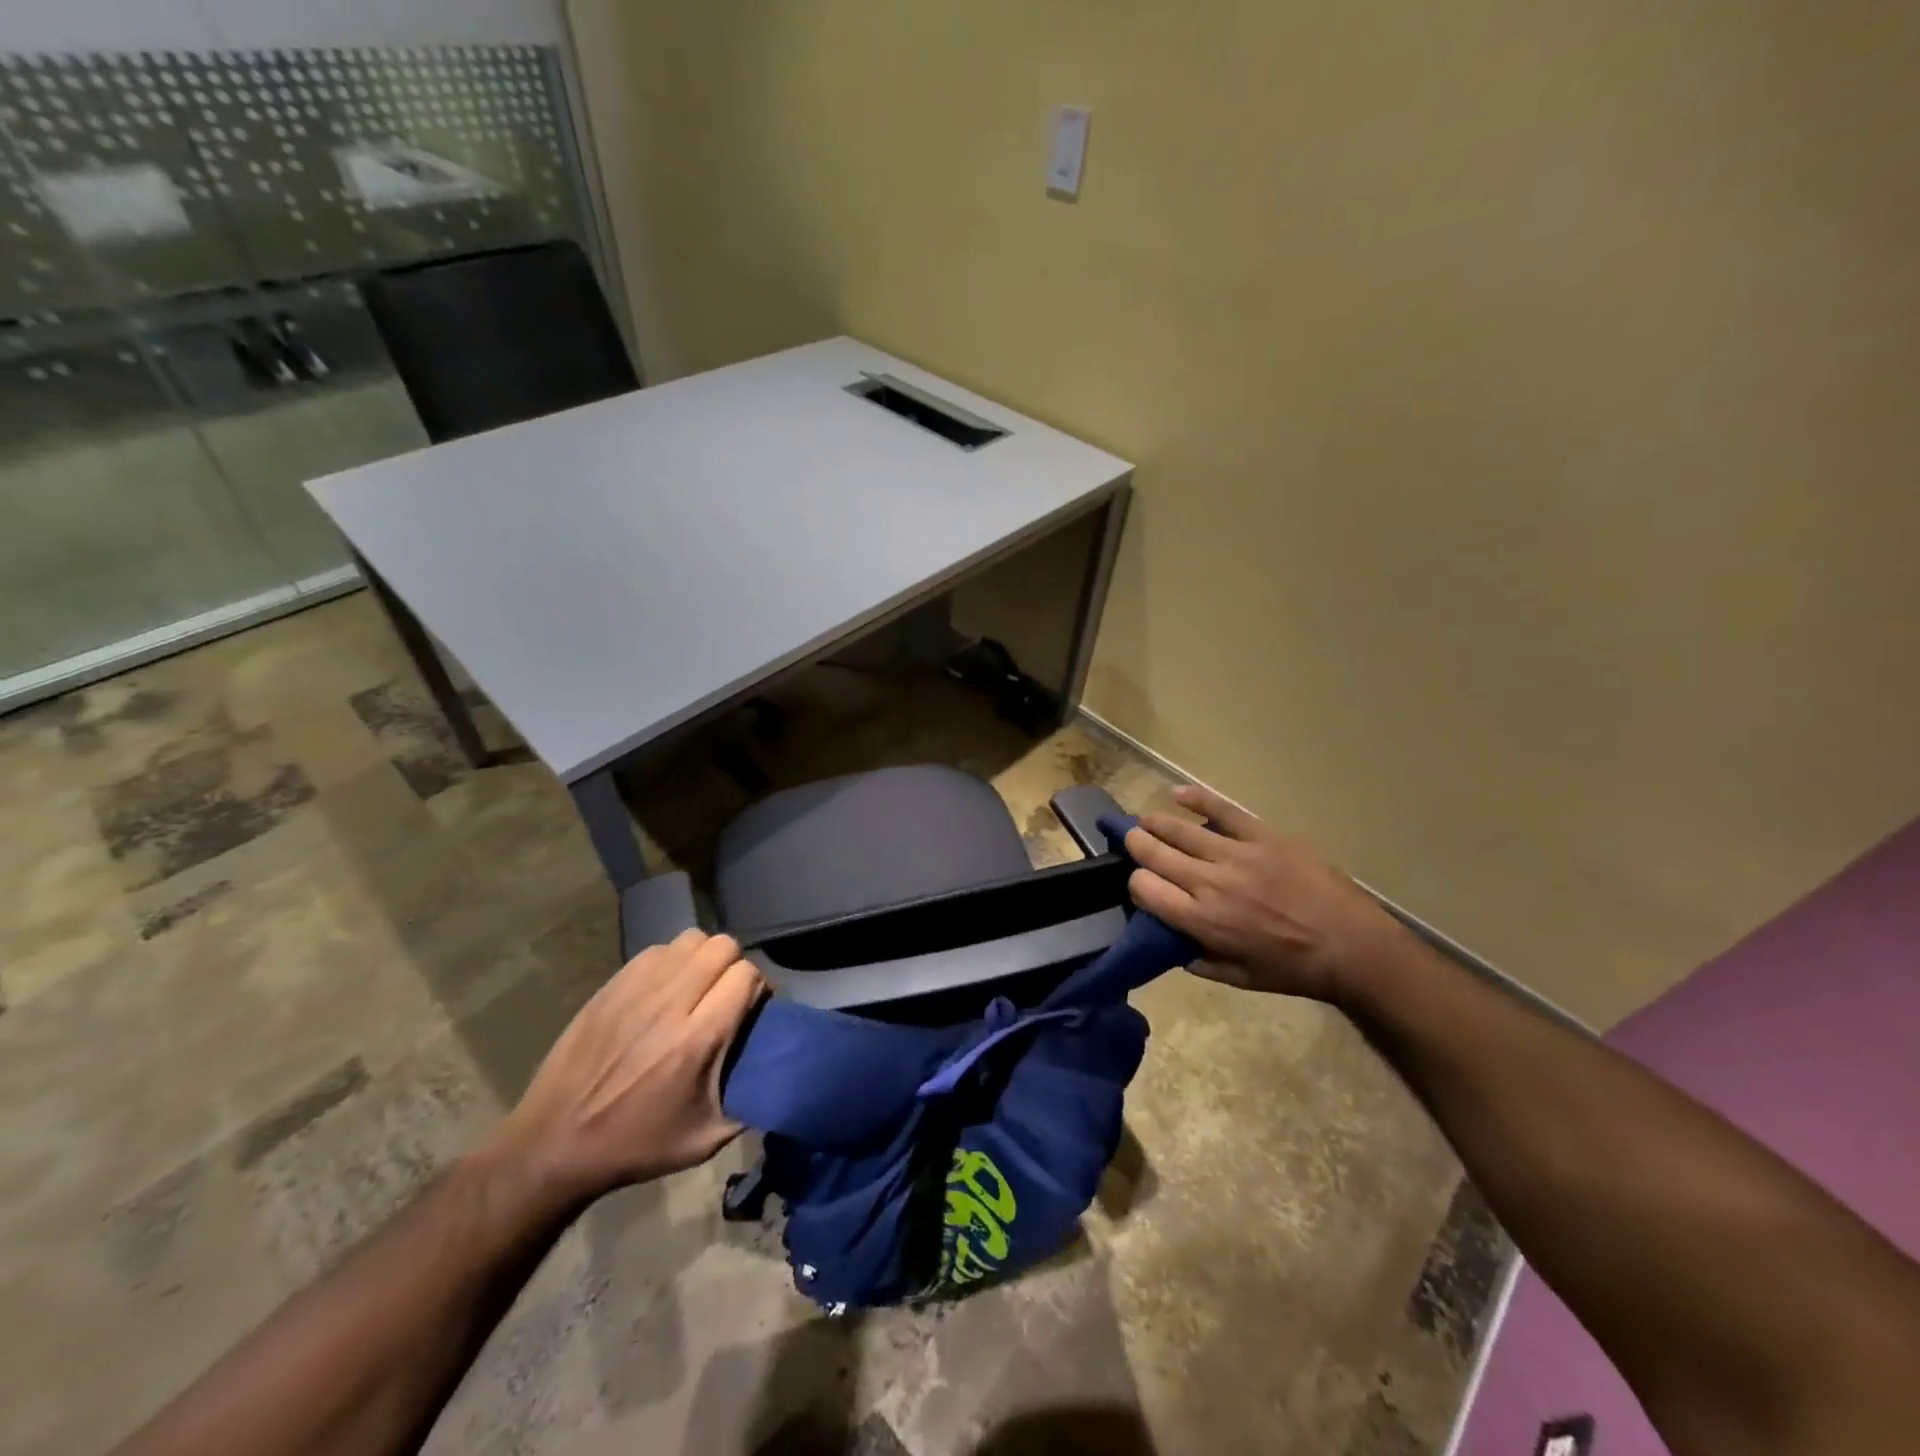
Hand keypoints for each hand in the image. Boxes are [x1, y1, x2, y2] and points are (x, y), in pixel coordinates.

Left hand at [487, 930, 762, 1206]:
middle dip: (735, 966)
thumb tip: (778, 1073)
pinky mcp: (610, 986)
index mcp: (698, 1039)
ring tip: (697, 987)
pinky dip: (671, 961)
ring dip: (703, 958)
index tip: (754, 1008)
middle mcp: (670, 1003)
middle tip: (727, 995)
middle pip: (722, 946)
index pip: (746, 975)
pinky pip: (656, 950)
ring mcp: (636, 990)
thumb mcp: (705, 1139)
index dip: (758, 987)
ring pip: (690, 939)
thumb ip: (750, 1100)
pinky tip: (665, 989)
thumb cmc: (636, 1145)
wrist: (554, 1144)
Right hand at [1125, 785, 1409, 1002]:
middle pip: (1154, 853)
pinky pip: (1223, 810)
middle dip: (1136, 845)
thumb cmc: (1294, 969)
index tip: (1142, 885)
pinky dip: (1197, 799)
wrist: (1352, 946)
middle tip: (1132, 842)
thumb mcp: (1239, 979)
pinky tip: (1177, 793)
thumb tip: (1171, 942)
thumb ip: (1199, 961)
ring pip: (1180, 830)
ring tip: (1146, 821)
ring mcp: (1236, 855)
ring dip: (1155, 823)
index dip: (1135, 884)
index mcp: (1202, 920)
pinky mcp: (1262, 836)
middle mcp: (1210, 882)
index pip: (1144, 888)